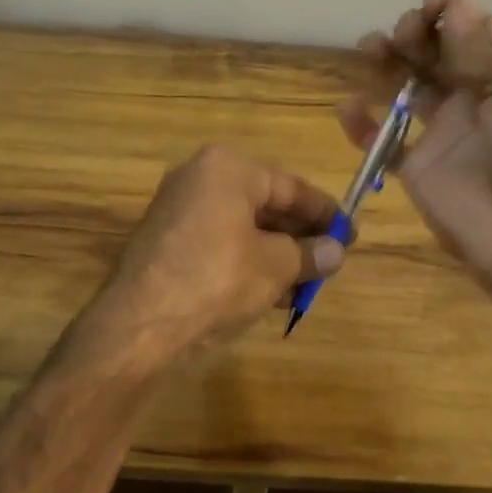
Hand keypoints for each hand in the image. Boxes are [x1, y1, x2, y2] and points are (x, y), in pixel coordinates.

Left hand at [94, 145, 345, 364]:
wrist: (141, 325)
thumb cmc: (218, 279)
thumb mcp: (275, 266)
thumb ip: (310, 253)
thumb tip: (336, 251)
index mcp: (227, 168)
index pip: (290, 185)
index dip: (324, 212)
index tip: (350, 234)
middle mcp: (199, 178)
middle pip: (264, 204)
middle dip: (299, 235)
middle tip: (330, 260)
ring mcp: (178, 210)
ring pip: (242, 227)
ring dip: (276, 253)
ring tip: (307, 283)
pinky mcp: (166, 242)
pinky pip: (220, 243)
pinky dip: (248, 262)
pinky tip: (272, 292)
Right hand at [340, 0, 491, 302]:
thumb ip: (483, 46)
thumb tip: (455, 2)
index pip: (474, 30)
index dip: (449, 12)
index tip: (429, 7)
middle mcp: (477, 96)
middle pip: (436, 53)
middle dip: (415, 33)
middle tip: (403, 34)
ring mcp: (446, 132)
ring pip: (406, 87)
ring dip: (386, 63)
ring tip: (369, 49)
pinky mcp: (418, 167)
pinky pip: (383, 141)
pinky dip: (362, 124)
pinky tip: (349, 107)